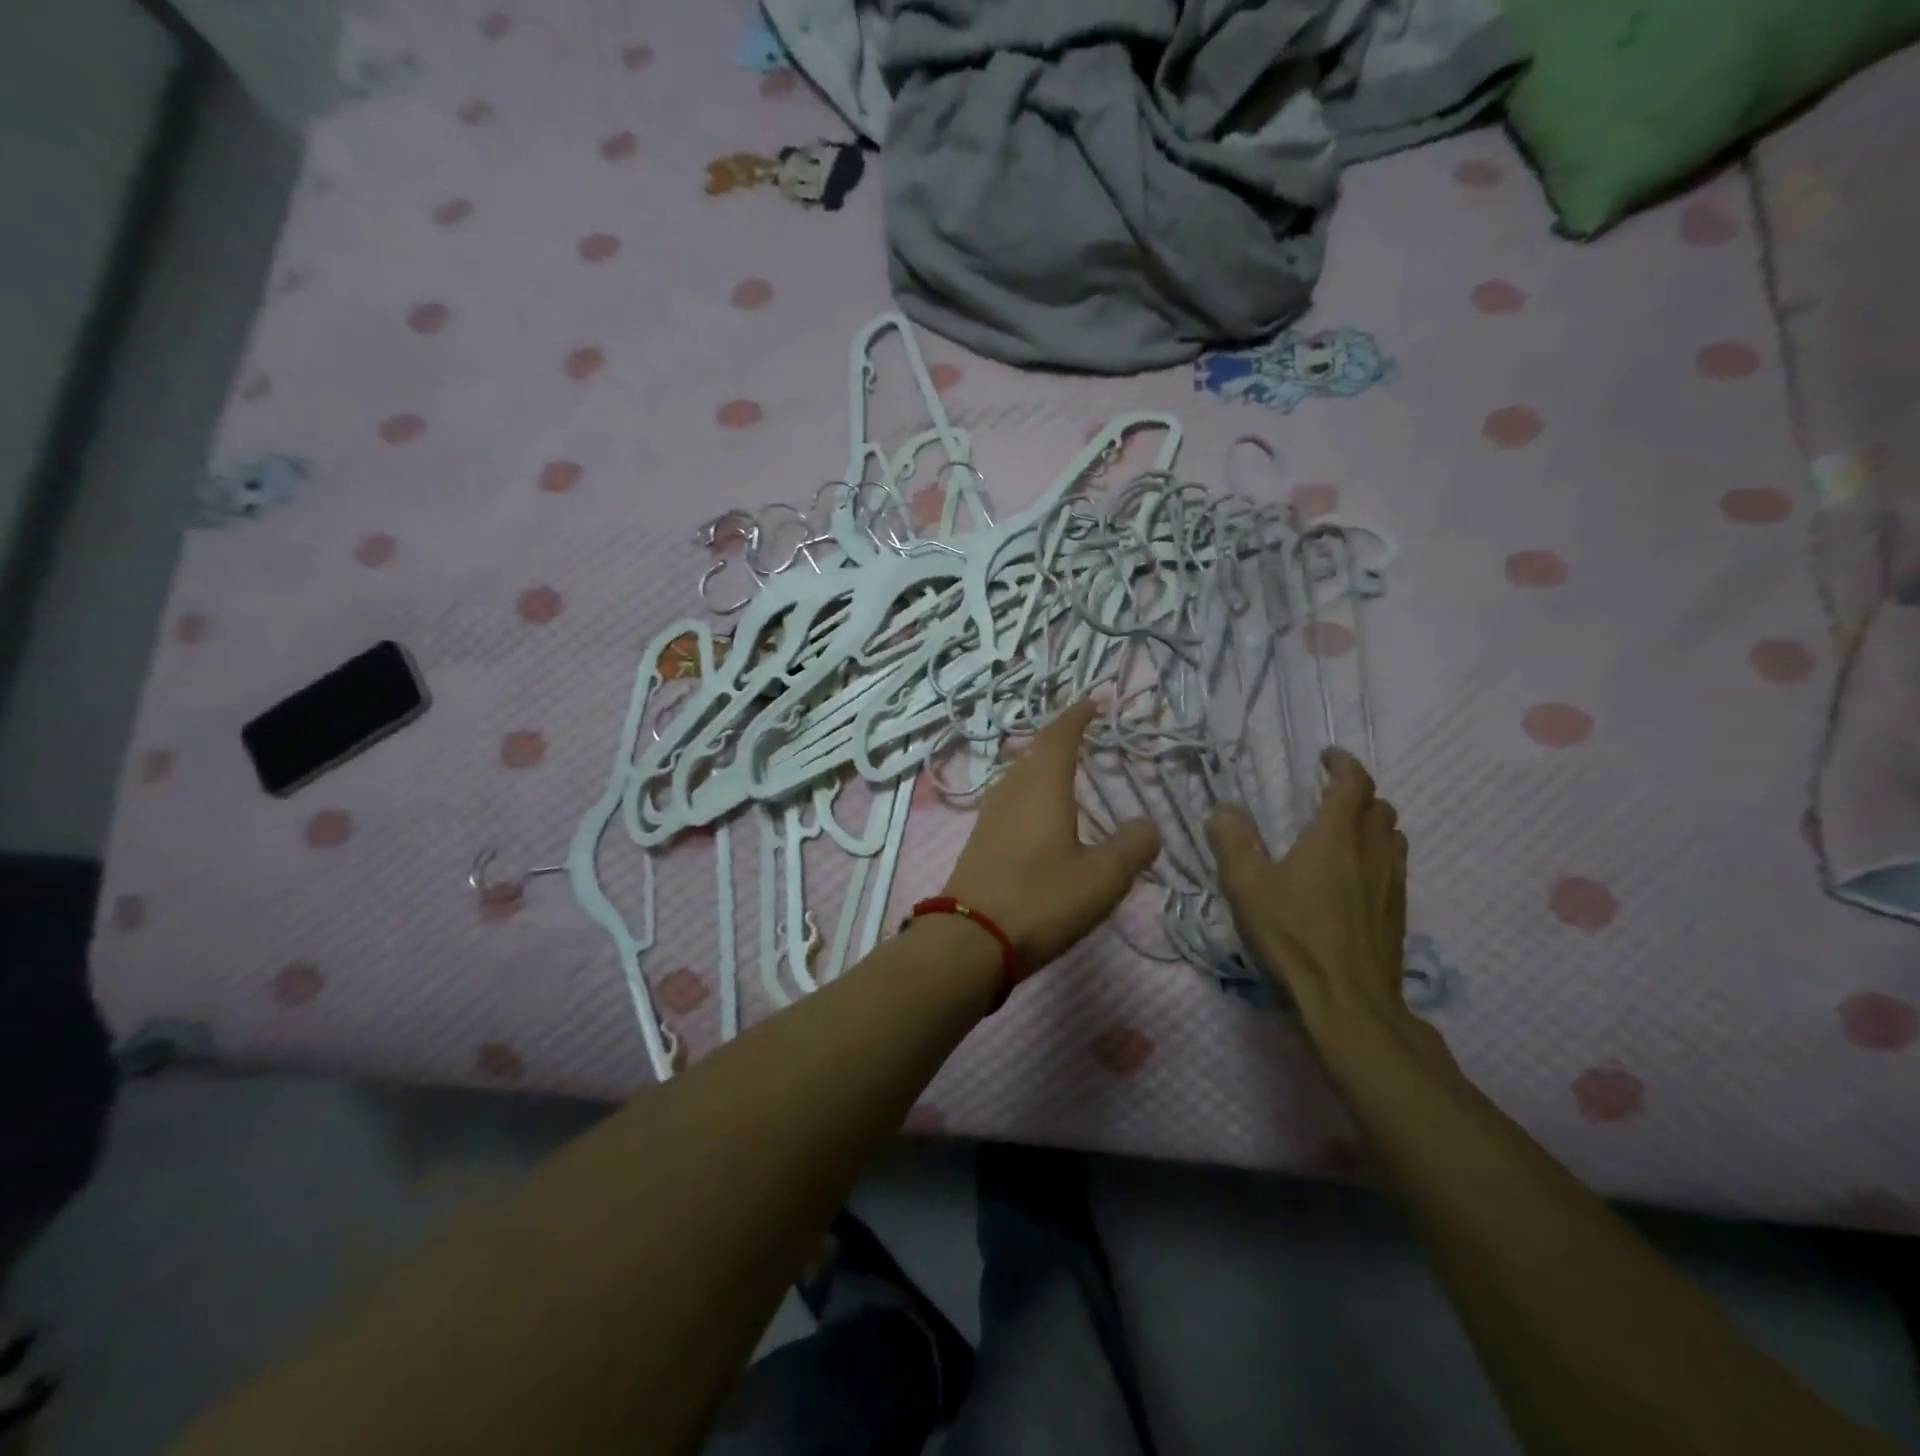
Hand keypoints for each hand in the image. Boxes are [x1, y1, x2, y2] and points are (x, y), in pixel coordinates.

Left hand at [942, 702, 1160, 971]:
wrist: (971, 938)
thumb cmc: (1041, 899)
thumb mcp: (1102, 877)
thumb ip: (1132, 846)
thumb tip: (1147, 825)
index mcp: (1042, 785)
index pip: (1061, 735)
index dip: (1079, 716)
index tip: (1096, 701)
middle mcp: (1012, 790)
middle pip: (1036, 751)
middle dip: (1061, 738)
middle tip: (1086, 734)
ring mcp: (990, 814)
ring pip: (1020, 775)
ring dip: (1044, 765)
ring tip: (1068, 770)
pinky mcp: (980, 839)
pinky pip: (1012, 800)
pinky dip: (1032, 793)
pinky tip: (1042, 815)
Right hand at [1205, 748, 1409, 1033]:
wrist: (1348, 999)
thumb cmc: (1294, 935)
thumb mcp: (1248, 886)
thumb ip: (1233, 842)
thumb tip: (1224, 810)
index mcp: (1336, 836)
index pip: (1353, 783)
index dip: (1343, 764)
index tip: (1327, 757)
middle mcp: (1371, 851)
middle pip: (1380, 806)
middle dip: (1358, 793)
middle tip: (1329, 797)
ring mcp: (1391, 882)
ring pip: (1393, 836)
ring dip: (1373, 823)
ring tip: (1345, 832)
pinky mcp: (1398, 911)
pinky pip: (1395, 865)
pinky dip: (1379, 854)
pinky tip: (1355, 877)